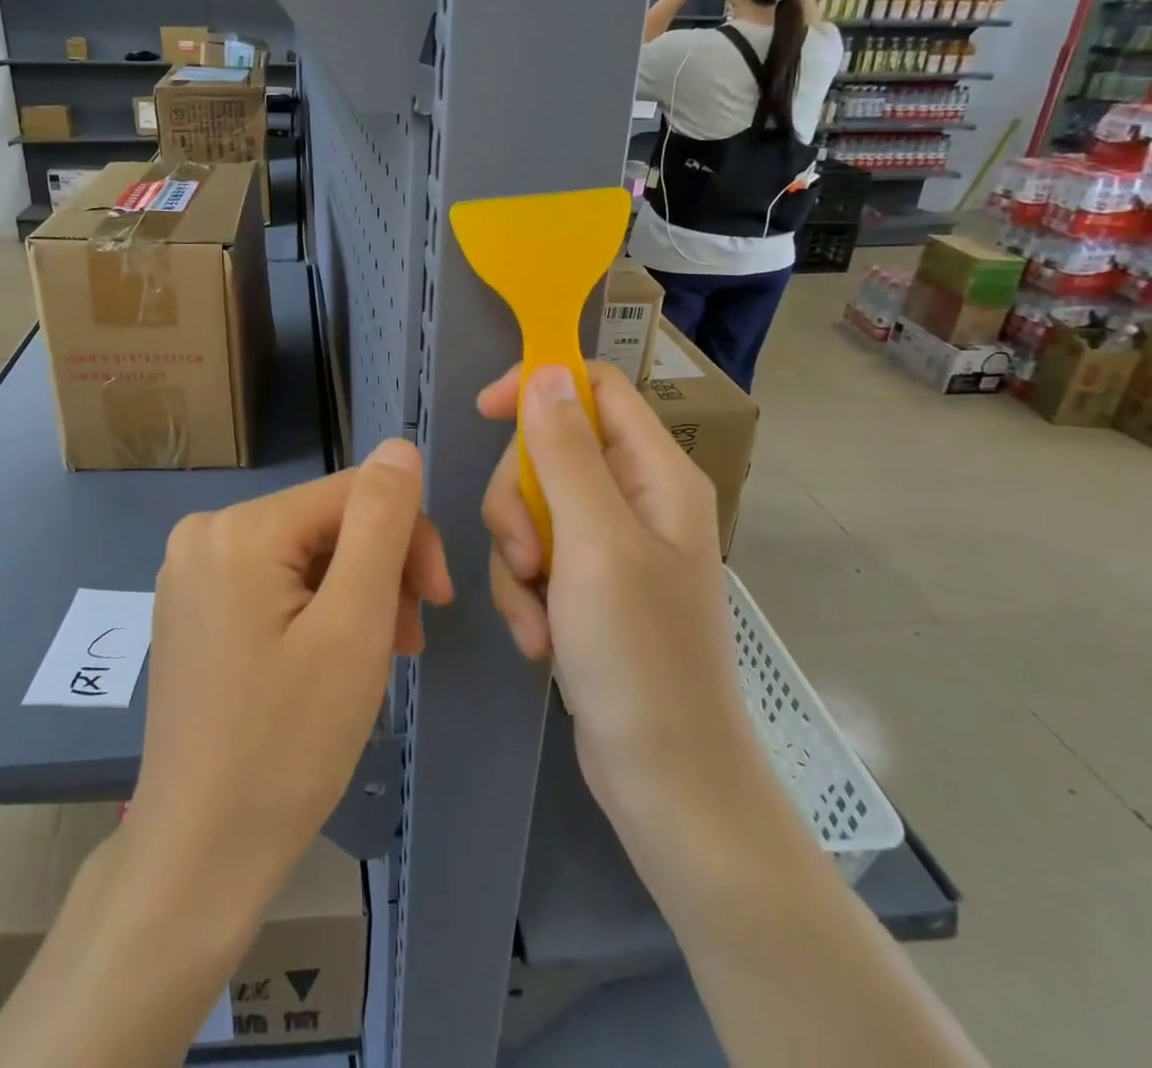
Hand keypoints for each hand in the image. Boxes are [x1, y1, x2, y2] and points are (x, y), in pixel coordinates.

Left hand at [129, 440, 451, 909]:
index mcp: (238, 527)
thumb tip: (400, 447)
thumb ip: (381, 523)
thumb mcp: (353, 626)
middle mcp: (204, 531)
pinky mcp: (194, 605)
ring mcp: (192, 570)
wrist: (200, 854)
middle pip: (328, 521)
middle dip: (381, 571)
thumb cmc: (287, 744)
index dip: (407, 536)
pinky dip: (318, 608)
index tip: (436, 600)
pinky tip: (335, 655)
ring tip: (380, 655)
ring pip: (307, 552)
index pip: (354, 491)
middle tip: (407, 641)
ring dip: (356, 593)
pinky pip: (275, 580)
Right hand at [476, 363, 750, 819]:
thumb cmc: (641, 656)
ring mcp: (609, 544)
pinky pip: (532, 557)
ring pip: (531, 507)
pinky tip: (540, 639)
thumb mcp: (595, 543)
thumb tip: (546, 371)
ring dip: (516, 558)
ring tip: (536, 612)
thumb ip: (566, 452)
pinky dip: (524, 594)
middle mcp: (635, 498)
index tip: (486, 411)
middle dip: (518, 500)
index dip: (540, 385)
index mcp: (655, 473)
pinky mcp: (585, 585)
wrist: (665, 780)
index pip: (595, 387)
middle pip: (549, 450)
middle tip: (525, 553)